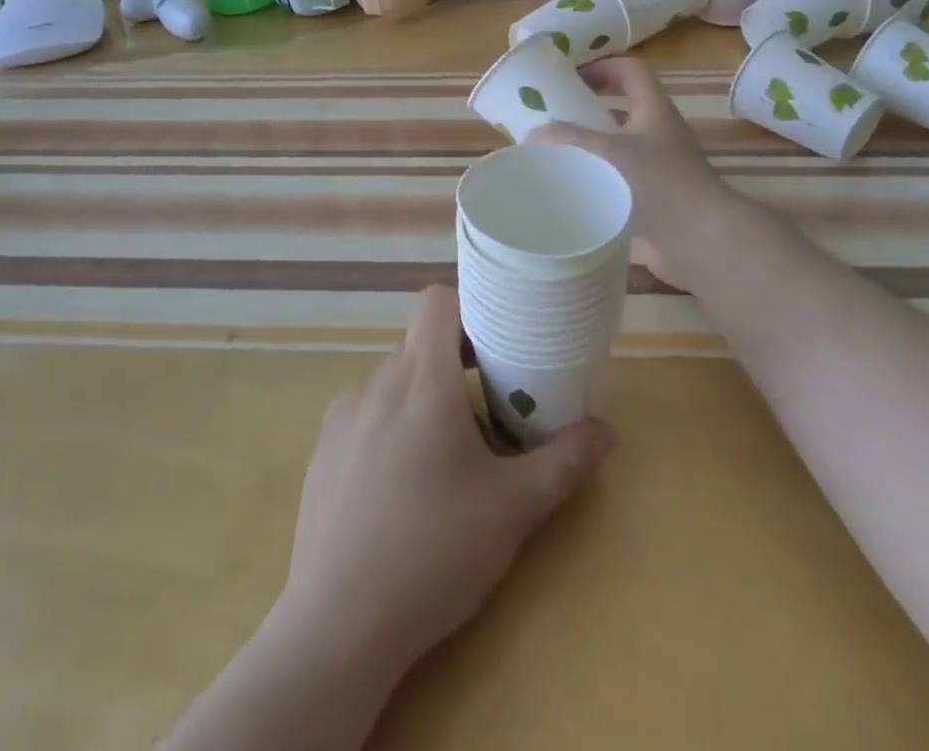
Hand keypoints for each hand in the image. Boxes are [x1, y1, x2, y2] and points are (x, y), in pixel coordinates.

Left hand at [277, 286, 614, 680]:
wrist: (336, 628)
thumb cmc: (434, 552)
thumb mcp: (514, 509)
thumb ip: (564, 461)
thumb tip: (606, 431)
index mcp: (422, 378)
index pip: (437, 300)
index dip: (468, 309)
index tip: (496, 344)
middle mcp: (376, 382)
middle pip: (422, 348)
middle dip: (458, 372)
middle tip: (489, 420)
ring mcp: (342, 416)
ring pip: (394, 385)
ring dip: (425, 405)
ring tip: (447, 466)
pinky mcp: (322, 451)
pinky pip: (366, 417)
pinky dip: (391, 431)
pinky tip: (402, 494)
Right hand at [533, 57, 736, 292]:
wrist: (701, 240)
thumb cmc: (659, 184)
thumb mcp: (607, 153)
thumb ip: (568, 140)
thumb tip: (532, 134)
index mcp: (654, 110)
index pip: (631, 71)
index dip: (602, 66)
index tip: (570, 76)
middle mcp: (660, 134)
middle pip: (623, 109)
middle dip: (588, 111)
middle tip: (554, 118)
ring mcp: (661, 168)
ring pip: (620, 147)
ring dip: (592, 148)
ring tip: (556, 155)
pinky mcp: (656, 199)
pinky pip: (621, 179)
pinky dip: (599, 181)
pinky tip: (573, 192)